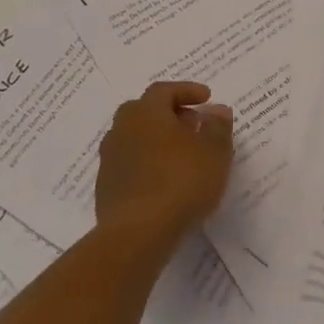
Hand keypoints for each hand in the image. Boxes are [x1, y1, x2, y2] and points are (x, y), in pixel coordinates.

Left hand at [95, 81, 233, 244]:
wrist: (137, 233)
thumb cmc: (181, 182)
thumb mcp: (214, 152)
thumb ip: (218, 127)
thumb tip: (217, 110)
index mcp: (146, 112)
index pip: (164, 90)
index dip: (187, 91)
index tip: (207, 98)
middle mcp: (122, 128)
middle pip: (145, 111)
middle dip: (169, 113)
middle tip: (192, 124)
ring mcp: (110, 158)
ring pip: (135, 138)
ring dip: (157, 140)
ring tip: (181, 155)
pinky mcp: (105, 186)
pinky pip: (129, 163)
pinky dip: (147, 163)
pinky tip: (164, 181)